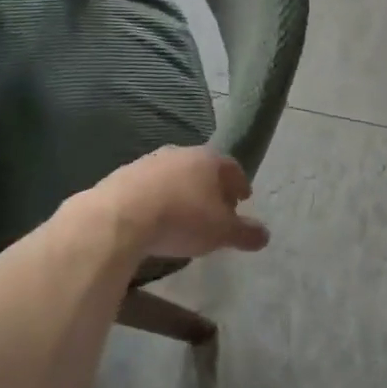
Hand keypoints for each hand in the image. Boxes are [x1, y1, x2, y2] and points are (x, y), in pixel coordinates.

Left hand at [82, 146, 267, 260]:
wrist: (121, 215)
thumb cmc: (182, 219)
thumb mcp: (221, 232)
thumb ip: (245, 232)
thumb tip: (265, 235)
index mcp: (208, 159)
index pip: (232, 167)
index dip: (239, 184)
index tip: (243, 199)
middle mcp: (180, 152)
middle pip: (203, 168)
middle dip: (211, 187)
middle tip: (216, 209)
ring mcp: (150, 161)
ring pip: (175, 175)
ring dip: (183, 191)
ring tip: (185, 215)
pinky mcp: (124, 174)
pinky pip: (150, 186)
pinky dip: (158, 198)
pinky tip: (156, 217)